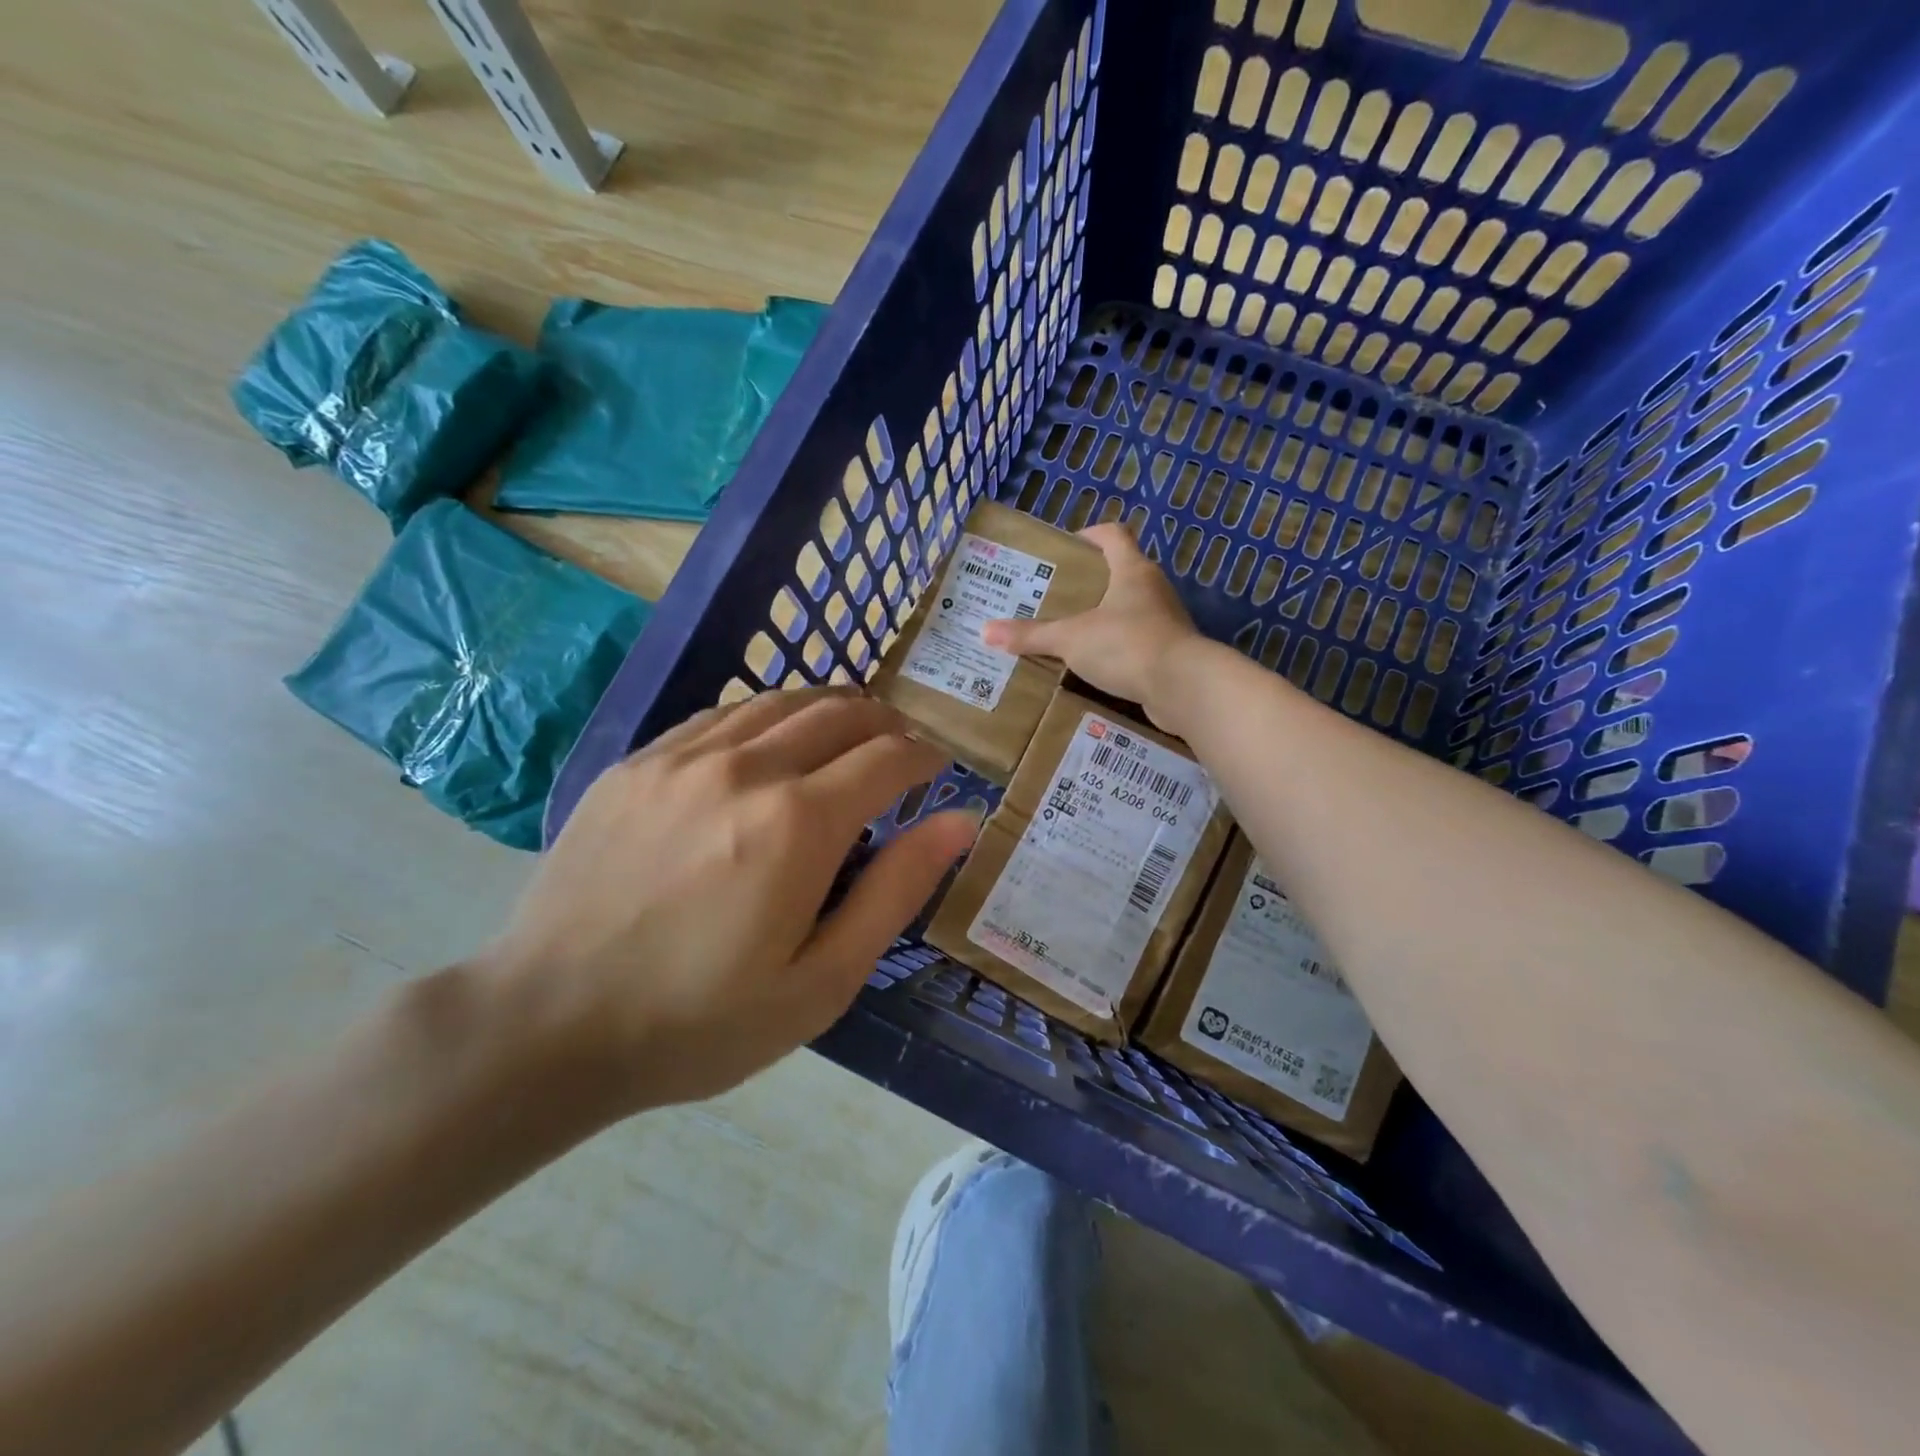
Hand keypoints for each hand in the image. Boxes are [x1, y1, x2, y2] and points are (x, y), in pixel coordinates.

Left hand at [473, 689, 978, 1115]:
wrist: (548, 1024)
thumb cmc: (701, 1021)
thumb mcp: (822, 980)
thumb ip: (896, 890)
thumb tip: (959, 821)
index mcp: (798, 822)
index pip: (888, 757)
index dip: (924, 756)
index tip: (938, 768)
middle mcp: (746, 768)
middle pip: (839, 713)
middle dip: (886, 722)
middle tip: (902, 747)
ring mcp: (683, 757)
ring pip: (780, 700)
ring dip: (831, 708)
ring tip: (850, 733)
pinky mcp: (637, 763)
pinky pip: (721, 716)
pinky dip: (768, 717)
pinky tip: (771, 743)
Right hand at [982, 523, 1200, 726]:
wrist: (1183, 688)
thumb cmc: (1126, 645)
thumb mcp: (1071, 639)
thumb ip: (1031, 635)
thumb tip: (985, 631)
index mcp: (1132, 570)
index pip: (1113, 534)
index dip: (1089, 535)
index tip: (1065, 549)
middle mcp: (1153, 589)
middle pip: (1120, 573)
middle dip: (1089, 583)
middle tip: (1056, 597)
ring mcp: (1166, 621)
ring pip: (1130, 610)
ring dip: (1104, 618)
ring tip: (1071, 634)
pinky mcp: (1171, 652)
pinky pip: (1138, 642)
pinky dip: (1118, 649)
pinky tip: (1095, 666)